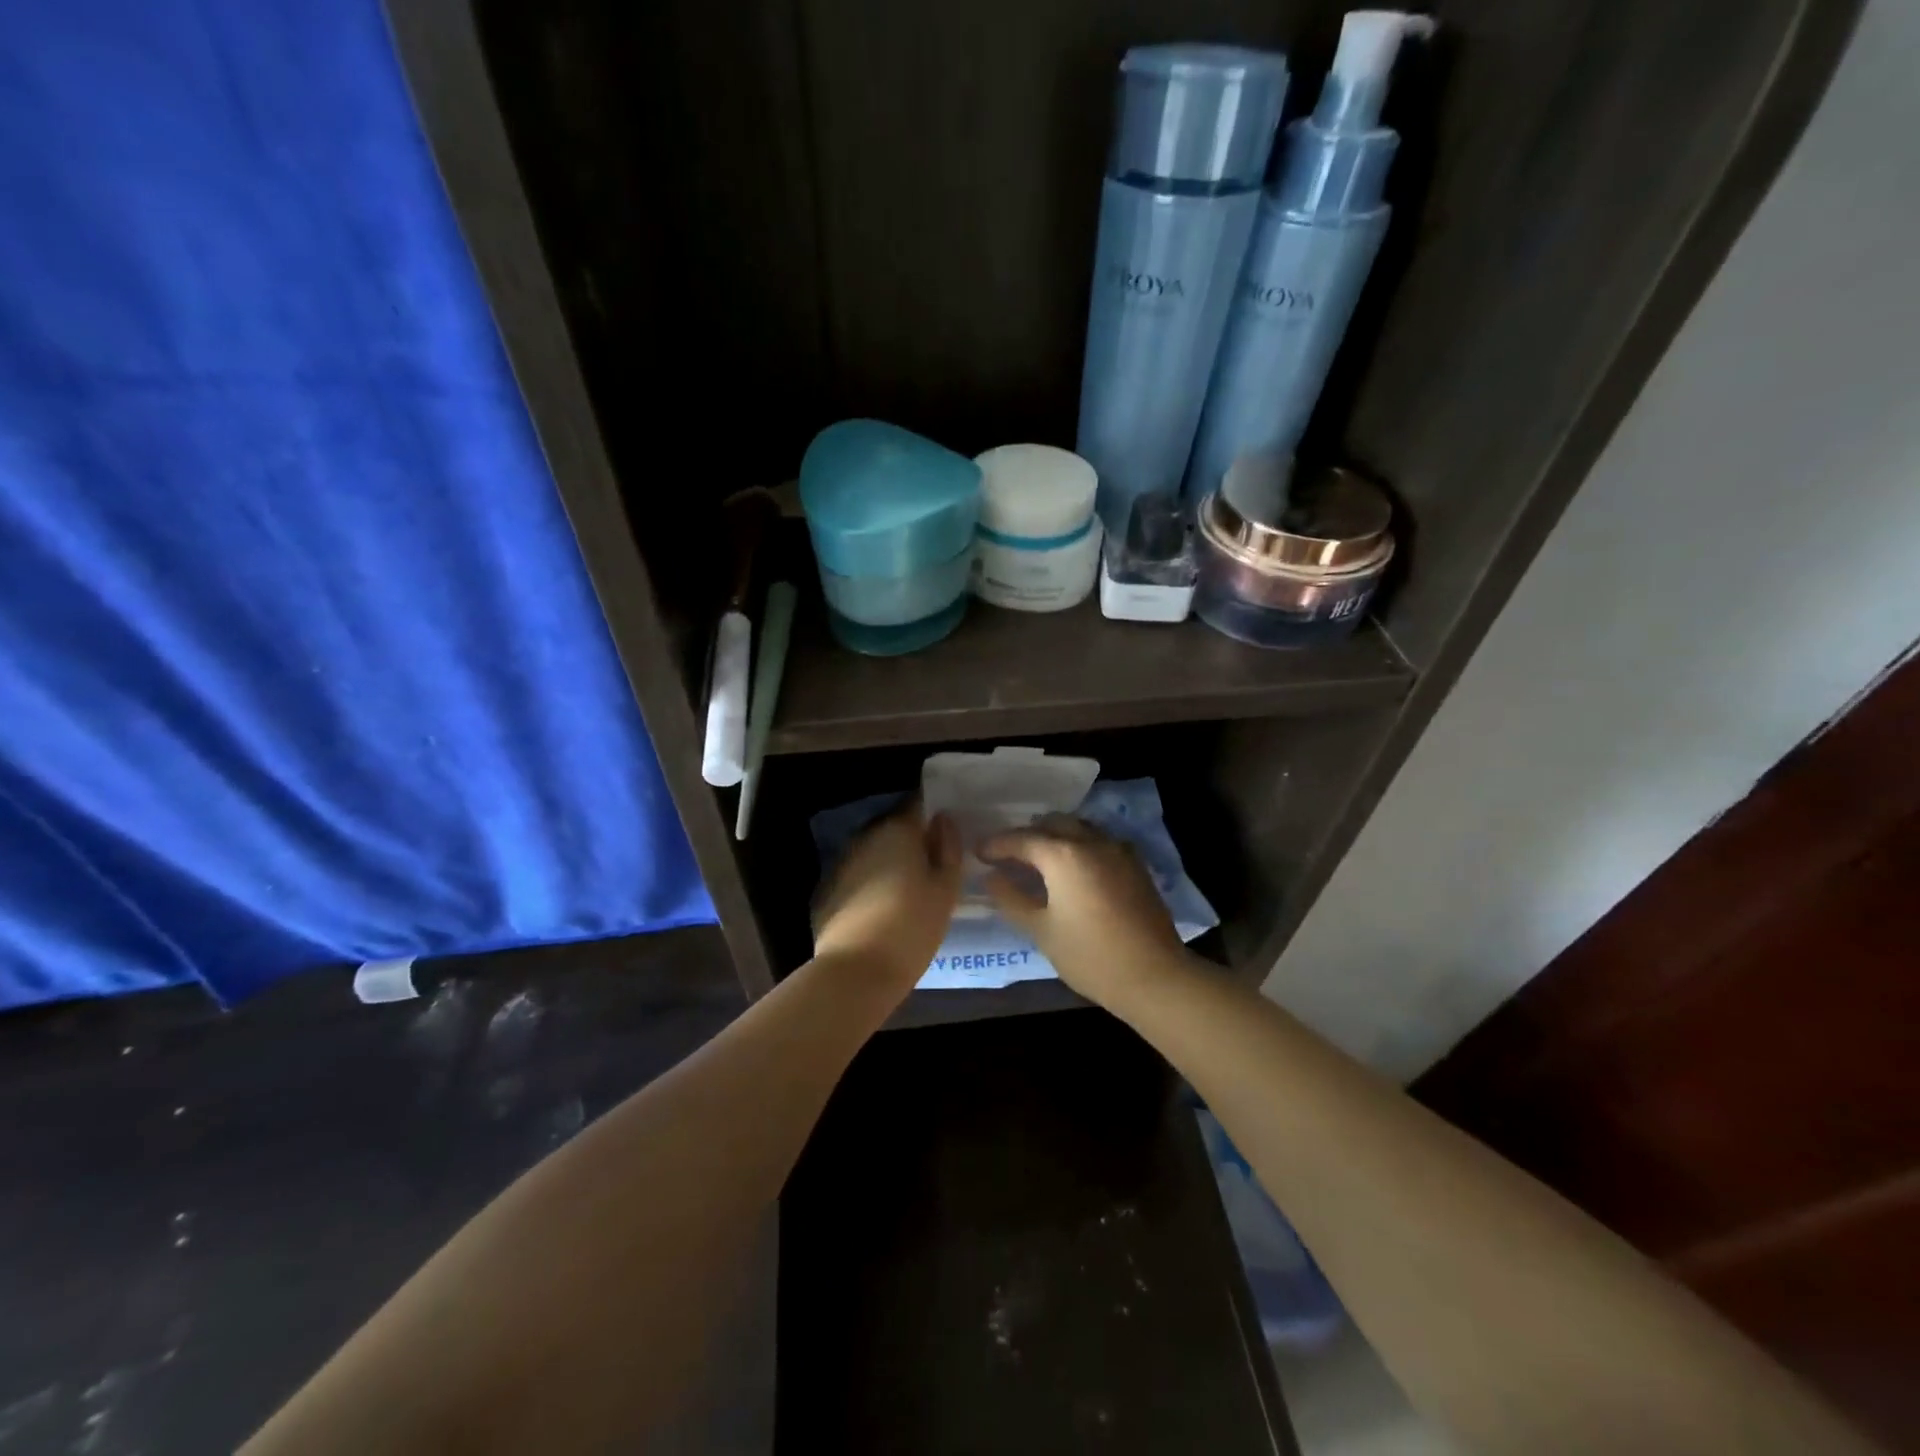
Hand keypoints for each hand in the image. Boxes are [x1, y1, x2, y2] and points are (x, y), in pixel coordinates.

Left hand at [812, 804, 961, 991]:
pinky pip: (858, 875)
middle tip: (934, 864)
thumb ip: (948, 849)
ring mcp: (842, 862)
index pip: (918, 804)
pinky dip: (871, 883)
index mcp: (898, 831)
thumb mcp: (945, 890)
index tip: (947, 830)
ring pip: (875, 852)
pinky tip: (882, 908)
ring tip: (910, 889)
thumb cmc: (911, 927)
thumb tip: (943, 820)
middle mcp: (866, 837)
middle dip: (913, 841)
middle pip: (895, 828)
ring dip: (891, 862)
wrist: (855, 972)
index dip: (934, 813)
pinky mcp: (828, 889)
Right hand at [979, 816, 1187, 1006]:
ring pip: (1078, 827)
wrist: (1153, 975)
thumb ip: (1012, 898)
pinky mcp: (1135, 864)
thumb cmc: (1089, 956)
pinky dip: (1079, 845)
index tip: (978, 852)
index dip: (996, 844)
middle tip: (1008, 854)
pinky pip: (1099, 841)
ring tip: (1039, 858)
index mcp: (1062, 854)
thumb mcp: (1041, 930)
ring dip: (1055, 835)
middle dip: (1026, 834)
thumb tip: (991, 876)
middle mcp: (1090, 841)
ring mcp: (1117, 849)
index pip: (1020, 839)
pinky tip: (1074, 868)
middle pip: (1051, 824)